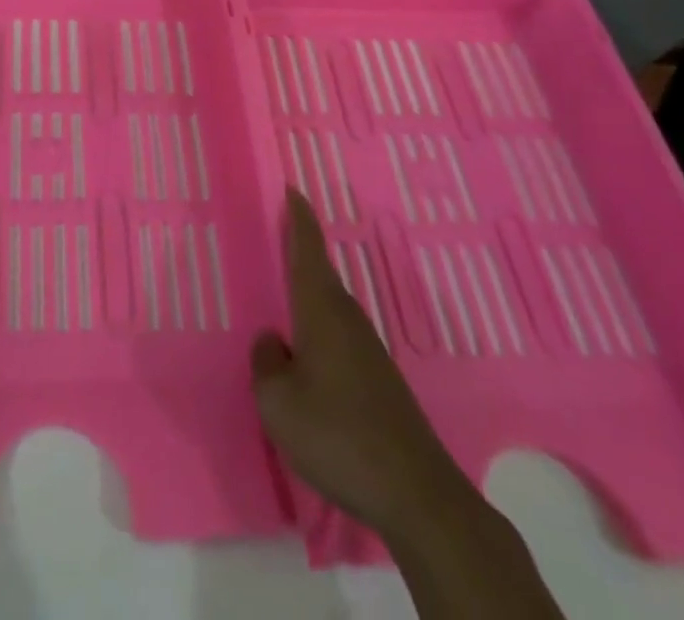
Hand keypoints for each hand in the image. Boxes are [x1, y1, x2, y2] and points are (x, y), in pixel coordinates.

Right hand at [250, 189, 474, 537]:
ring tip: (281, 298)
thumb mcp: (277, 402)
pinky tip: (306, 357)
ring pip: (329, 309)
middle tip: (273, 239)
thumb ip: (265, 364)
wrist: (417, 495)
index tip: (292, 188)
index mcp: (322, 311)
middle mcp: (348, 320)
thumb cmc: (338, 435)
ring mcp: (368, 351)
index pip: (308, 251)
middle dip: (298, 254)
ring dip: (307, 297)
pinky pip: (339, 338)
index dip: (299, 218)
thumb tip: (272, 341)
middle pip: (320, 276)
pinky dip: (318, 331)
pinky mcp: (379, 382)